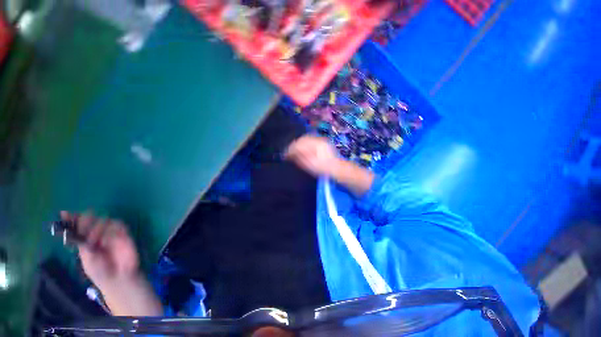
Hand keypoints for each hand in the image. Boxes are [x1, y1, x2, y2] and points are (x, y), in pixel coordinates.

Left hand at [60, 211, 140, 289]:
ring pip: (105, 220)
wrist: (118, 277)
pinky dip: (114, 227)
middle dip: (86, 222)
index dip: (73, 219)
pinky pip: (120, 224)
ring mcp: (111, 234)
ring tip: (98, 239)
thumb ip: (81, 242)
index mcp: (86, 241)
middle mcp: (97, 235)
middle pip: (91, 220)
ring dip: (99, 226)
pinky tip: (110, 236)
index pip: (79, 226)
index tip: (65, 213)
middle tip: (86, 227)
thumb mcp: (86, 258)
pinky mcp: (124, 234)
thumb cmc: (99, 271)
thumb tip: (71, 228)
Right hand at [285, 135, 338, 176]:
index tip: (285, 155)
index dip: (291, 149)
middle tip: (288, 152)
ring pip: (306, 138)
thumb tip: (291, 154)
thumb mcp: (311, 165)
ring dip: (298, 143)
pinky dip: (303, 142)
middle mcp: (318, 139)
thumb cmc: (323, 169)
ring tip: (293, 150)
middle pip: (302, 139)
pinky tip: (301, 147)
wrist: (336, 167)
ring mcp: (320, 139)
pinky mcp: (322, 141)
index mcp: (316, 145)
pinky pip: (310, 139)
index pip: (300, 144)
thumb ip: (300, 158)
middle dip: (294, 145)